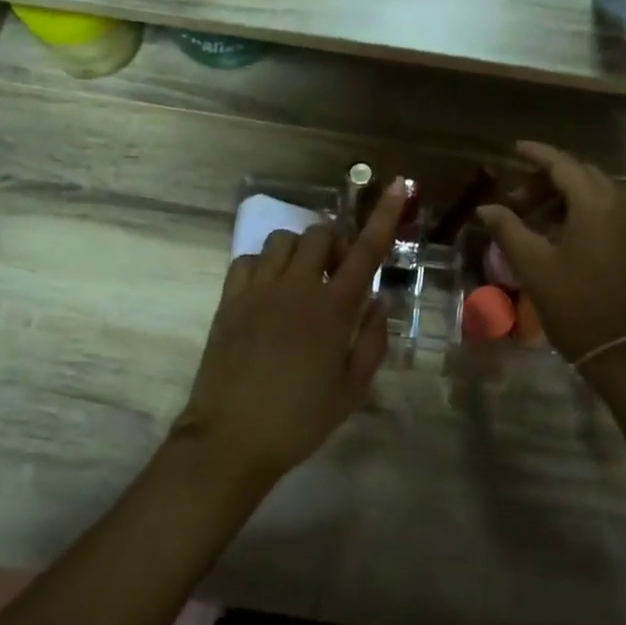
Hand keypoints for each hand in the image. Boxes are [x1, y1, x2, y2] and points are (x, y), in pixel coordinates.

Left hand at [172, 179, 408, 483]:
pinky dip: (264, 264)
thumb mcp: (352, 389)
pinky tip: (268, 290)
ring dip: (299, 251)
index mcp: (332, 309)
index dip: (384, 216)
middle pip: (319, 235)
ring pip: (282, 240)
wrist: (231, 439)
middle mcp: (296, 287)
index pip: (365, 251)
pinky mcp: (229, 300)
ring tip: (302, 281)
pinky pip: (248, 259)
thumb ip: (372, 339)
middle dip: (335, 245)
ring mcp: (258, 290)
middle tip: (338, 276)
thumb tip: (376, 299)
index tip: (396, 185)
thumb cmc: (300, 419)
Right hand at [477, 142, 625, 369]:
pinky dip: (587, 211)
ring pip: (599, 192)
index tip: (514, 149)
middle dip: (547, 180)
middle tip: (517, 201)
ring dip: (568, 196)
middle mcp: (622, 203)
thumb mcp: (533, 266)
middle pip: (581, 175)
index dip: (537, 154)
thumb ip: (508, 229)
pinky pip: (613, 210)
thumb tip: (486, 208)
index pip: (562, 164)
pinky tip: (566, 234)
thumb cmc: (576, 305)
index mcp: (596, 203)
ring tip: (538, 220)